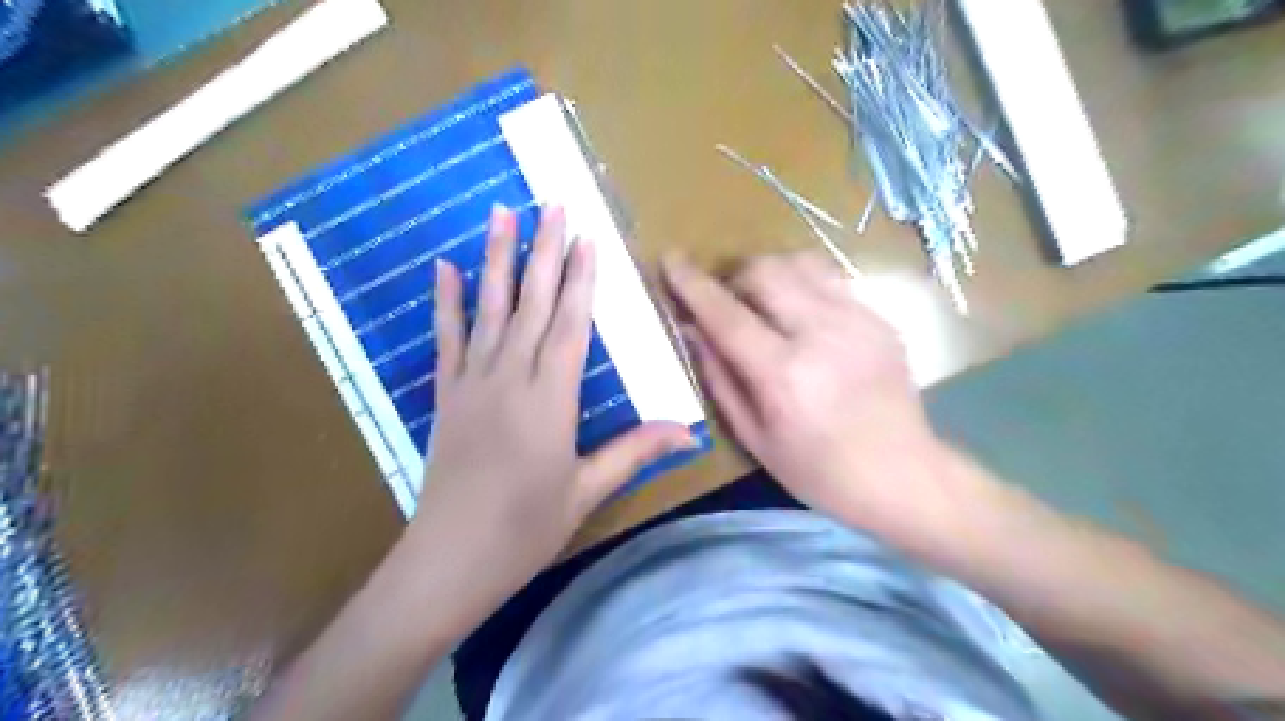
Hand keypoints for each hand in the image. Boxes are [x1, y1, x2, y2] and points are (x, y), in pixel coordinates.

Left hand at [409, 206, 691, 586]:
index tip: (587, 237)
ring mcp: (473, 381)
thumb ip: (634, 451)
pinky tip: (442, 267)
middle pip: (533, 303)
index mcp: (552, 399)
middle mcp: (512, 377)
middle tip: (551, 203)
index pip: (571, 324)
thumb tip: (689, 430)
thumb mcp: (587, 491)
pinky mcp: (446, 394)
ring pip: (490, 308)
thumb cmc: (526, 529)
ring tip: (501, 213)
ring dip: (497, 259)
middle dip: (545, 251)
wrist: (450, 559)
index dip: (581, 279)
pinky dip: (446, 301)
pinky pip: (447, 338)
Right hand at [669, 253, 945, 541]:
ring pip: (800, 262)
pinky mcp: (879, 318)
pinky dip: (802, 287)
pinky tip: (803, 319)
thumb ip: (719, 378)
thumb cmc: (819, 471)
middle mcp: (822, 334)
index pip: (727, 314)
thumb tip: (693, 331)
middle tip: (727, 302)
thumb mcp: (755, 438)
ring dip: (770, 274)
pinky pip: (829, 280)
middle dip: (734, 276)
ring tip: (764, 303)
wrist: (904, 475)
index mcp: (784, 374)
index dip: (692, 284)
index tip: (671, 260)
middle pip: (765, 270)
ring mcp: (858, 320)